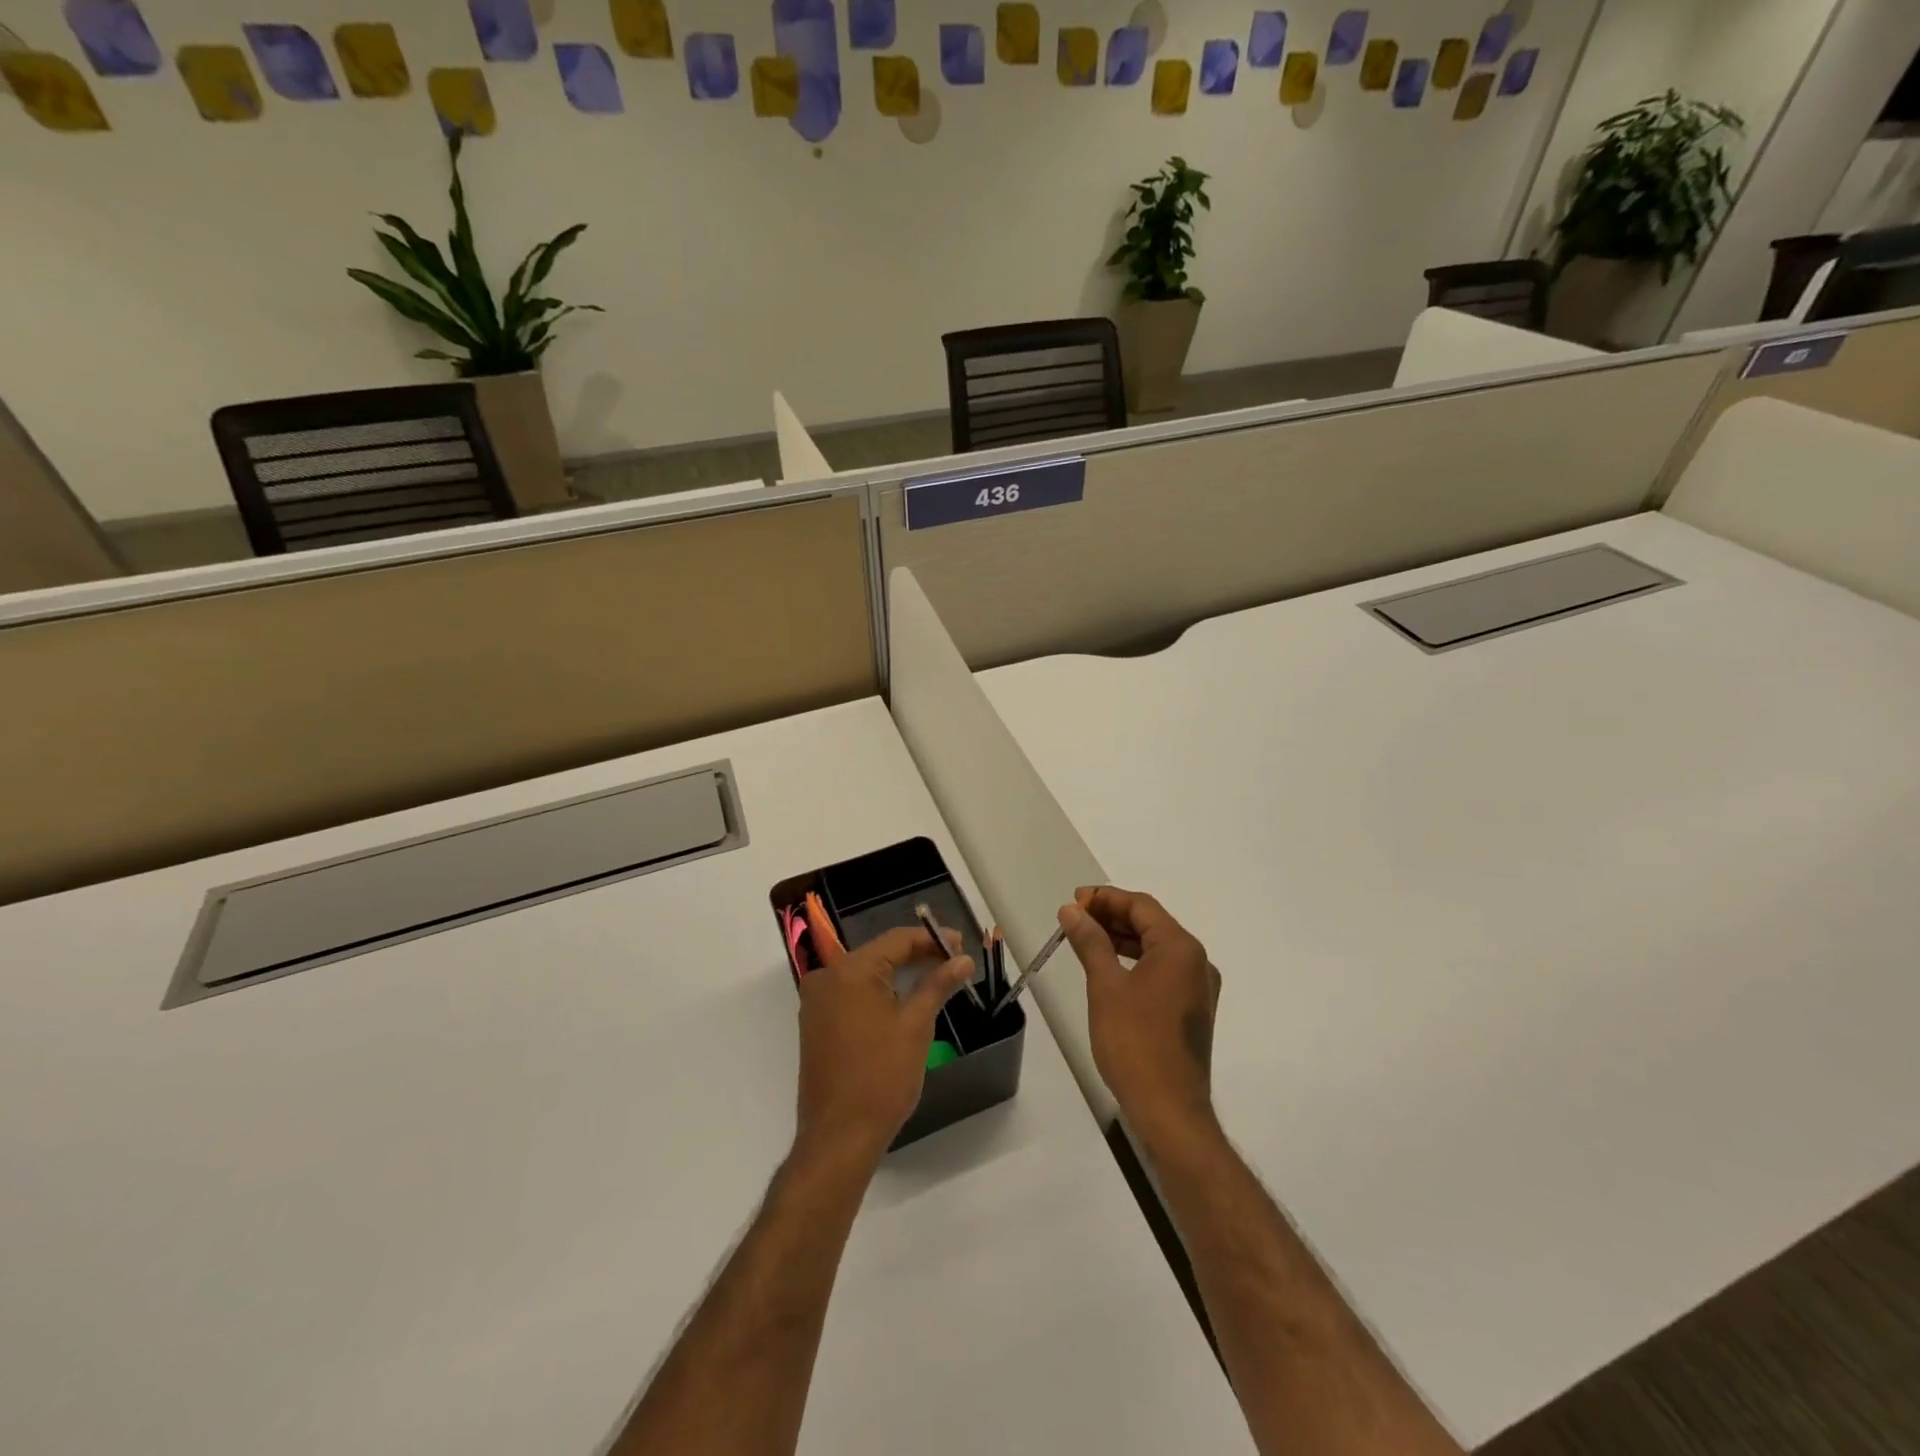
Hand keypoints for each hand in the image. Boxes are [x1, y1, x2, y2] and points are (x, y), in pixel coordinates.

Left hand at [795, 925, 974, 1169]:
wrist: (839, 1137)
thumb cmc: (881, 1077)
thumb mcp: (916, 1025)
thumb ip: (938, 984)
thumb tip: (963, 960)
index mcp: (849, 971)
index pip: (896, 940)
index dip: (931, 939)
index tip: (961, 945)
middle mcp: (826, 977)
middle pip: (880, 953)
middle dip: (918, 955)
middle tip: (954, 961)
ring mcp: (817, 1002)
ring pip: (866, 973)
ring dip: (900, 973)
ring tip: (937, 978)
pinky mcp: (816, 1023)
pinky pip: (853, 993)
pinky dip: (880, 992)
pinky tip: (906, 999)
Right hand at [1058, 887, 1221, 1150]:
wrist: (1169, 1110)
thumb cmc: (1135, 1042)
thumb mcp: (1105, 986)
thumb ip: (1090, 942)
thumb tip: (1072, 910)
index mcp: (1181, 948)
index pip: (1141, 906)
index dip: (1105, 898)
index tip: (1074, 901)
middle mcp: (1197, 962)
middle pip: (1151, 923)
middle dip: (1112, 915)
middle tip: (1074, 917)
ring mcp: (1198, 988)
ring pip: (1156, 947)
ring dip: (1122, 938)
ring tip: (1085, 937)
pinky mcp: (1192, 1010)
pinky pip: (1162, 970)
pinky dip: (1134, 960)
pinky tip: (1109, 966)